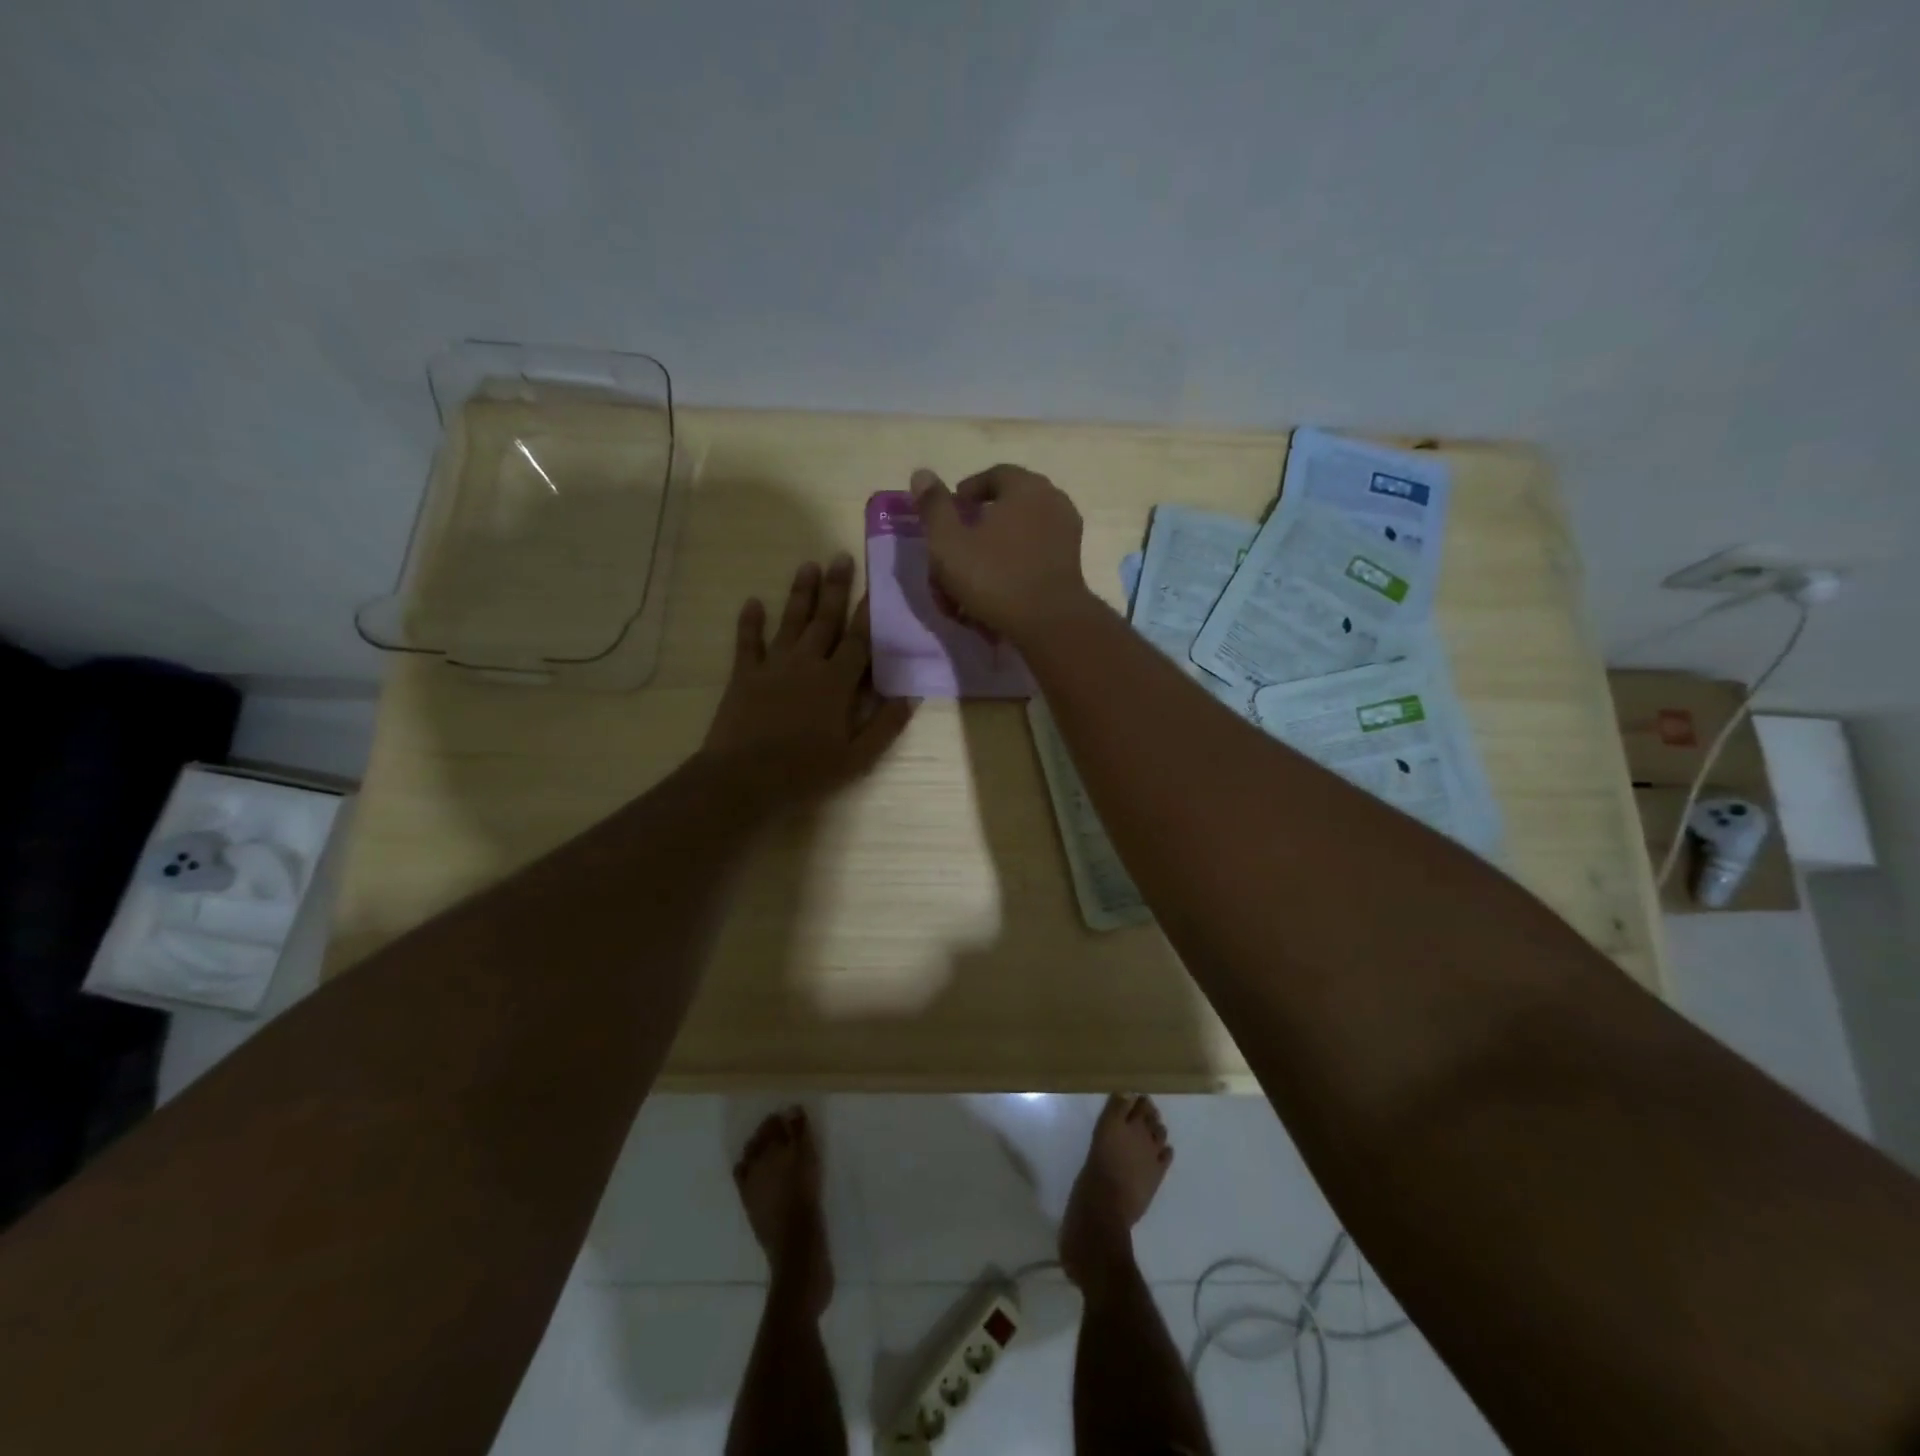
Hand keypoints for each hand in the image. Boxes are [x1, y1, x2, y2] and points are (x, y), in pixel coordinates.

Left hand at [702, 554, 914, 806]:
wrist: (744, 778)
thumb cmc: (806, 771)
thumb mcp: (857, 758)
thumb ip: (885, 725)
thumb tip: (910, 695)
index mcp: (837, 682)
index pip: (859, 640)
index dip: (869, 613)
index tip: (878, 586)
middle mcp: (807, 663)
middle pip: (825, 620)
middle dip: (836, 588)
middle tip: (841, 556)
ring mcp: (773, 666)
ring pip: (790, 621)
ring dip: (800, 593)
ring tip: (808, 565)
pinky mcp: (744, 675)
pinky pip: (747, 642)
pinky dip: (749, 622)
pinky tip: (753, 601)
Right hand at [909, 465, 1089, 639]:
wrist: (1049, 623)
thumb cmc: (995, 577)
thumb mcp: (949, 543)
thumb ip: (934, 507)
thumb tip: (922, 474)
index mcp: (1026, 487)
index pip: (992, 476)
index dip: (965, 494)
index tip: (947, 518)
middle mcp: (1052, 501)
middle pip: (1005, 509)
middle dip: (974, 532)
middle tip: (954, 556)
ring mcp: (1066, 534)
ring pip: (1016, 539)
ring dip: (989, 558)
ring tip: (967, 586)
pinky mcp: (1070, 565)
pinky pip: (1032, 558)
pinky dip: (1010, 571)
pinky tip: (993, 596)